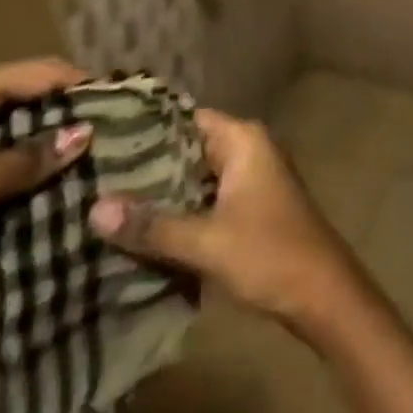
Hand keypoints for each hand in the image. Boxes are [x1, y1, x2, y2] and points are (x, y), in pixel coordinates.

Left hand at [0, 58, 90, 318]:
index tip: (119, 102)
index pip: (37, 71)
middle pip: (21, 87)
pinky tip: (28, 172)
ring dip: (36, 131)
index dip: (79, 83)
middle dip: (61, 107)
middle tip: (102, 130)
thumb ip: (29, 159)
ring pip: (2, 114)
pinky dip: (9, 148)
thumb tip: (85, 134)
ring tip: (74, 152)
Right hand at [88, 110, 358, 331]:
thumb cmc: (268, 254)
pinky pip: (205, 198)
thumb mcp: (206, 242)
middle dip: (146, 165)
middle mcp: (247, 148)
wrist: (321, 293)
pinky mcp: (248, 207)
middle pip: (188, 148)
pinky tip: (140, 231)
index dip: (145, 129)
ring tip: (103, 204)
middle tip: (91, 178)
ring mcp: (250, 178)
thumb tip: (94, 207)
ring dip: (160, 192)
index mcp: (243, 139)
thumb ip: (152, 225)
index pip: (186, 119)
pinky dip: (179, 210)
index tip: (100, 141)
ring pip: (195, 176)